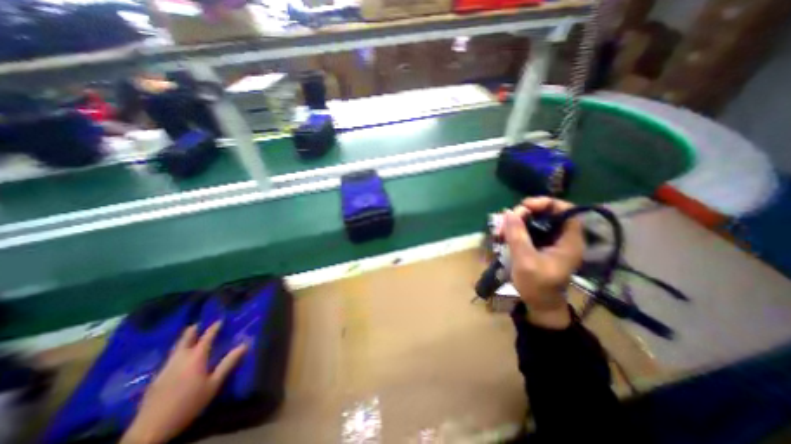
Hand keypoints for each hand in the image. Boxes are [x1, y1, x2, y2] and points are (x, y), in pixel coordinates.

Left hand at [120, 323, 245, 443]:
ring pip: (175, 348)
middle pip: (186, 339)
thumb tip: (245, 344)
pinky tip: (178, 357)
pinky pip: (169, 358)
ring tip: (189, 336)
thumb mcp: (214, 384)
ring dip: (183, 340)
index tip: (221, 320)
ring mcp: (165, 368)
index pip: (207, 337)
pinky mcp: (156, 379)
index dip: (214, 327)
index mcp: (196, 357)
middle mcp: (180, 358)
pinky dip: (177, 352)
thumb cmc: (189, 404)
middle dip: (193, 330)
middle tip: (199, 324)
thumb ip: (228, 363)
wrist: (150, 430)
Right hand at [502, 198, 581, 328]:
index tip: (523, 206)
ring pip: (534, 221)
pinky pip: (527, 231)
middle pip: (545, 213)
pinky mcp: (539, 246)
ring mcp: (550, 241)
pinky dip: (514, 230)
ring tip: (500, 231)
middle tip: (505, 222)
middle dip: (524, 214)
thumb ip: (517, 235)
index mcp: (569, 240)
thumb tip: (507, 212)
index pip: (564, 209)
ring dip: (515, 223)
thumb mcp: (525, 261)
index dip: (544, 203)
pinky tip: (502, 236)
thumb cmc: (537, 286)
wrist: (539, 305)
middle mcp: (561, 237)